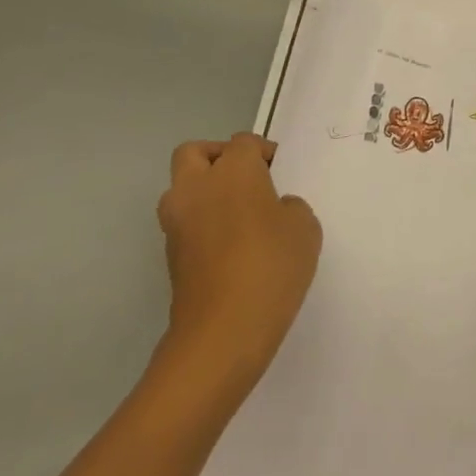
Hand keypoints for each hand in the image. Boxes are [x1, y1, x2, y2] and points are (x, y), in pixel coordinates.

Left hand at [156, 134, 321, 397]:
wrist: (222, 332)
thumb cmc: (271, 267)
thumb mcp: (304, 228)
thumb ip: (290, 207)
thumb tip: (273, 209)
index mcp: (233, 171)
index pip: (244, 143)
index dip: (264, 153)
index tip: (281, 173)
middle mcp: (197, 187)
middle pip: (195, 153)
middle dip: (219, 158)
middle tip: (247, 180)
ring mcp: (177, 222)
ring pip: (183, 188)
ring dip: (204, 192)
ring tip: (238, 215)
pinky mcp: (170, 255)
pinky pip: (185, 222)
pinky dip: (202, 224)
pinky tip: (231, 247)